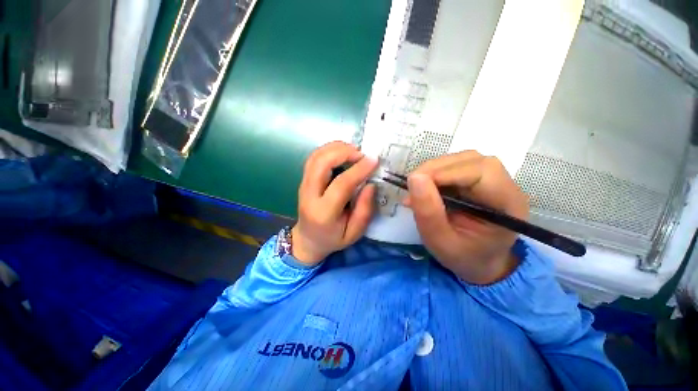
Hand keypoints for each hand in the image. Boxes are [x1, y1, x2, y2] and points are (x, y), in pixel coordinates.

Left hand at [291, 142, 377, 266]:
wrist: (307, 240)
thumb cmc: (333, 238)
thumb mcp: (354, 233)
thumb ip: (364, 210)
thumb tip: (370, 184)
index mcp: (323, 213)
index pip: (341, 185)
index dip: (358, 170)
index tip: (373, 160)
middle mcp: (309, 195)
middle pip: (321, 164)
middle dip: (343, 152)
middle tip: (361, 153)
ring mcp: (303, 185)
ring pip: (316, 157)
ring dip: (335, 148)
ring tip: (354, 150)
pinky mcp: (304, 180)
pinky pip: (314, 158)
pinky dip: (328, 150)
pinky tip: (341, 151)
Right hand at [404, 151, 528, 284]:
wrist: (480, 261)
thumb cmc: (463, 256)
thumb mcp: (440, 241)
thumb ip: (428, 212)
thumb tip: (414, 178)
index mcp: (507, 205)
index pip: (481, 172)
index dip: (445, 172)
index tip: (415, 183)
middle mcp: (506, 186)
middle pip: (471, 160)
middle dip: (436, 169)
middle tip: (412, 185)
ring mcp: (494, 180)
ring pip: (462, 160)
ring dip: (434, 170)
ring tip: (417, 188)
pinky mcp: (479, 180)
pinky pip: (456, 166)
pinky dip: (436, 174)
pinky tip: (425, 188)